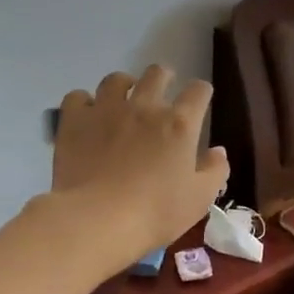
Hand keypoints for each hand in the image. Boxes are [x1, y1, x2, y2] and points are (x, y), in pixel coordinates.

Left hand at [53, 66, 229, 269]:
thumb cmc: (156, 213)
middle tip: (162, 93)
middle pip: (157, 74)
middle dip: (164, 78)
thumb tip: (218, 151)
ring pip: (116, 79)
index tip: (199, 101)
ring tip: (123, 99)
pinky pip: (78, 96)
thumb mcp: (199, 199)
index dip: (201, 92)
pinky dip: (84, 103)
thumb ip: (214, 171)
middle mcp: (145, 107)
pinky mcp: (75, 120)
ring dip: (124, 85)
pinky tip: (87, 116)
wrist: (97, 220)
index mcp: (180, 124)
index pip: (198, 91)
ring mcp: (106, 110)